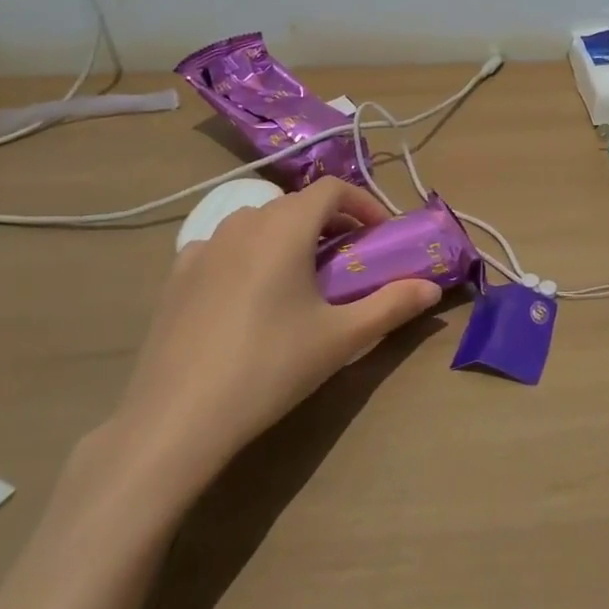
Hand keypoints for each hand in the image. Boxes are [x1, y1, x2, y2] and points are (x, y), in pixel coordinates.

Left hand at [110, 179, 442, 502]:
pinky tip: (248, 294)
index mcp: (286, 227)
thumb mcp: (341, 338)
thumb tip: (432, 289)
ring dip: (288, 234)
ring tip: (300, 274)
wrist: (176, 420)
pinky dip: (248, 253)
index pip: (332, 188)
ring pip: (258, 222)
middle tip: (349, 258)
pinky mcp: (177, 275)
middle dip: (330, 221)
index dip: (363, 203)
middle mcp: (244, 222)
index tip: (381, 234)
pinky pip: (223, 246)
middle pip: (296, 203)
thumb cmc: (270, 367)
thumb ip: (392, 305)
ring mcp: (204, 246)